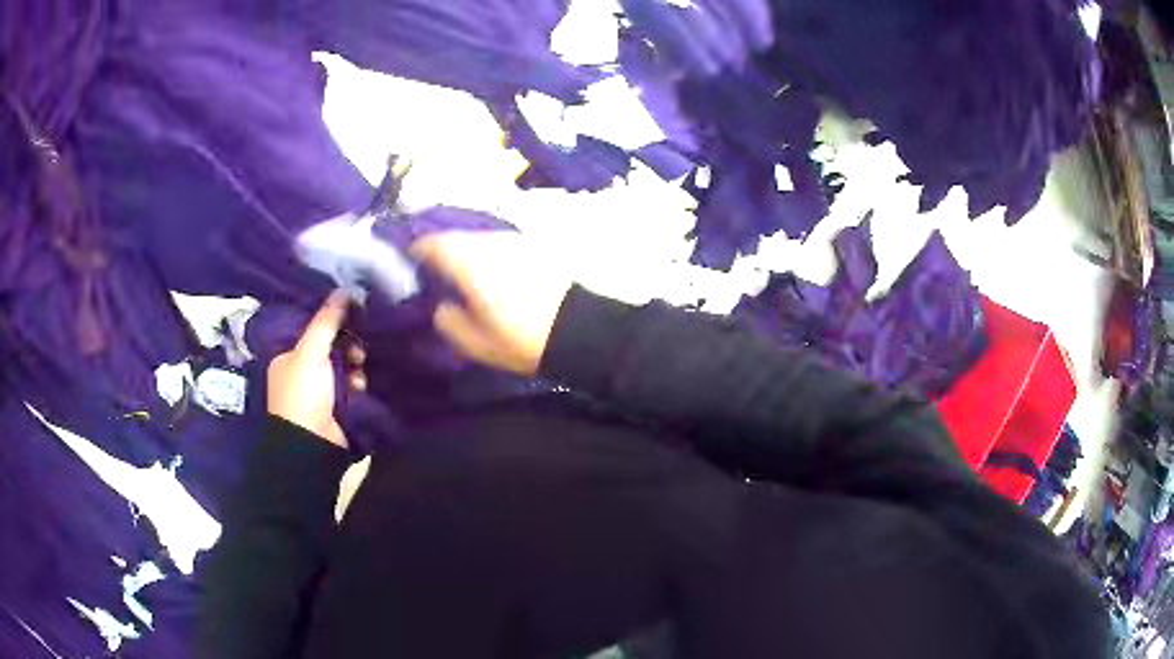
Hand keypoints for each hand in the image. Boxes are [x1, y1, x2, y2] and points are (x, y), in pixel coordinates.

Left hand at [267, 291, 352, 447]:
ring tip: (361, 371)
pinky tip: (362, 385)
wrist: (312, 444)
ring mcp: (320, 392)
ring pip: (344, 367)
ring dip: (355, 367)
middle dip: (348, 346)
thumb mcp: (311, 352)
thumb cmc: (303, 394)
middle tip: (360, 348)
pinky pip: (351, 387)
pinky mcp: (337, 407)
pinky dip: (358, 384)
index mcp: (289, 356)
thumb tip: (345, 289)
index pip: (313, 330)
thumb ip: (327, 321)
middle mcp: (303, 372)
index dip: (332, 323)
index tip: (352, 317)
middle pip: (331, 348)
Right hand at [411, 232, 572, 375]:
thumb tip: (442, 305)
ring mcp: (514, 241)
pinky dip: (487, 253)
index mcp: (470, 262)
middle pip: (456, 237)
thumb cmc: (522, 339)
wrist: (579, 329)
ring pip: (479, 239)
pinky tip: (489, 272)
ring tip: (460, 271)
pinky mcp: (533, 247)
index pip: (434, 244)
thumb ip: (449, 321)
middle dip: (441, 249)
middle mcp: (490, 243)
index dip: (417, 250)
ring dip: (466, 250)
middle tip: (432, 267)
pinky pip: (499, 244)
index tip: (409, 260)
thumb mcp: (476, 343)